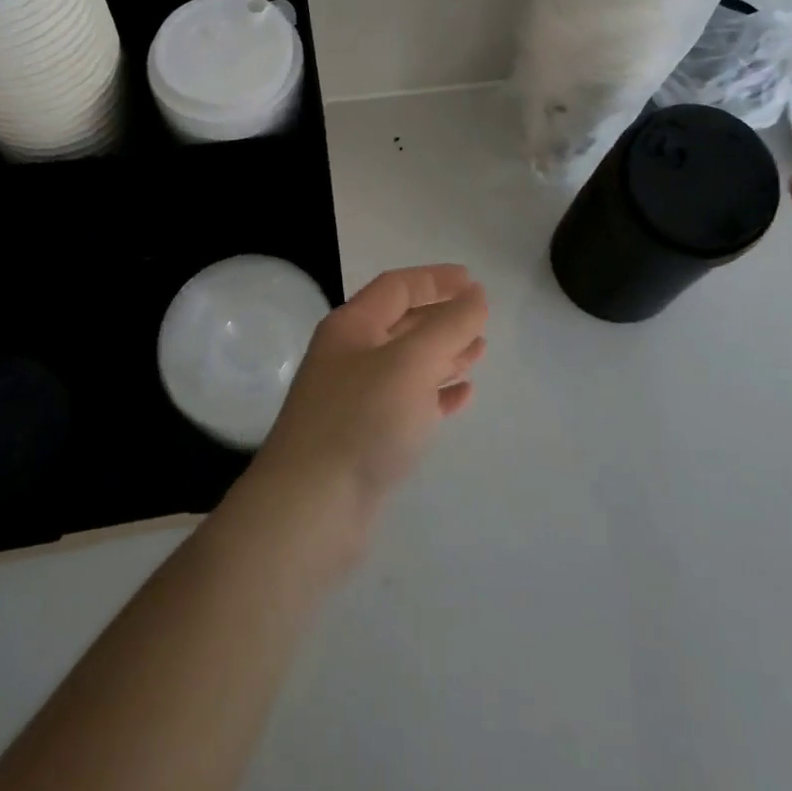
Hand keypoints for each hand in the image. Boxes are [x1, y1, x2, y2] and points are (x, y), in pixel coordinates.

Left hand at [246, 265, 487, 541]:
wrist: (310, 510)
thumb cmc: (361, 421)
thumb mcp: (411, 363)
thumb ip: (449, 326)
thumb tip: (475, 295)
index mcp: (351, 327)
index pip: (397, 287)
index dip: (436, 279)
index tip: (473, 281)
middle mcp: (349, 357)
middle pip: (402, 324)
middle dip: (442, 318)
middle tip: (481, 321)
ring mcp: (355, 400)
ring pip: (407, 365)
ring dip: (443, 355)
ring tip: (479, 353)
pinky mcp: (364, 439)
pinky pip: (407, 404)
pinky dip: (435, 395)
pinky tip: (461, 397)